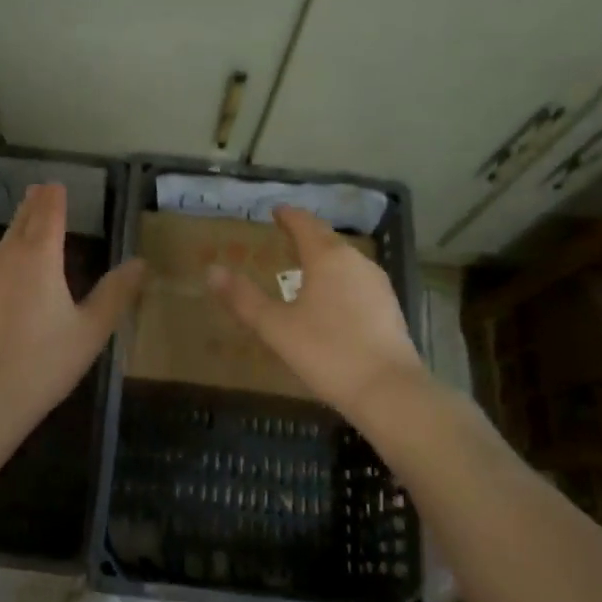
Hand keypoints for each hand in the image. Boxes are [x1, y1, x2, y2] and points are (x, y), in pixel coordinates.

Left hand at [0, 184, 145, 446]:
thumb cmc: (45, 362)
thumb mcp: (91, 330)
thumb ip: (116, 293)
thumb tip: (140, 262)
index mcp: (39, 259)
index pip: (47, 215)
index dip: (54, 198)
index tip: (57, 184)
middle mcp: (8, 260)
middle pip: (22, 223)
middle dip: (34, 205)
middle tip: (41, 190)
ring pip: (4, 243)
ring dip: (18, 227)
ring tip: (28, 220)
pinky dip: (7, 253)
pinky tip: (10, 268)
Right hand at [206, 206, 427, 418]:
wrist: (388, 391)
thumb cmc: (327, 352)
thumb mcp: (276, 327)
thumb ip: (243, 298)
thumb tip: (212, 271)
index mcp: (327, 257)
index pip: (305, 223)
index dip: (288, 216)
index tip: (276, 211)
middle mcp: (355, 261)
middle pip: (327, 239)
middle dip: (306, 235)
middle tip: (285, 237)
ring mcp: (377, 284)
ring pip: (345, 260)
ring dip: (324, 257)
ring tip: (305, 267)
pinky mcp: (389, 307)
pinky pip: (357, 280)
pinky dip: (339, 279)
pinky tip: (332, 299)